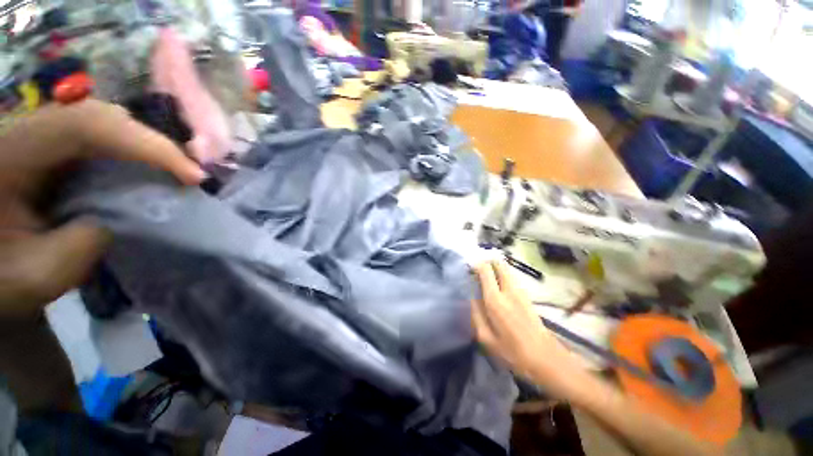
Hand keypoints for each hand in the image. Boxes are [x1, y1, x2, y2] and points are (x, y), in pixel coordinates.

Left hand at [0, 100, 204, 316]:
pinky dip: (130, 154)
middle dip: (151, 144)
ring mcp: (38, 136)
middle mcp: (24, 130)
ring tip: (175, 174)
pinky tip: (146, 174)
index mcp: (8, 152)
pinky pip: (98, 140)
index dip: (144, 144)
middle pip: (99, 117)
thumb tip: (135, 215)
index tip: (192, 176)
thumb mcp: (38, 274)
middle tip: (190, 175)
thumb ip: (85, 242)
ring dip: (144, 148)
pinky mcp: (49, 149)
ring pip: (102, 124)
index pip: (85, 126)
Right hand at [472, 260, 595, 398]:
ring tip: (486, 277)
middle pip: (499, 264)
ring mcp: (520, 291)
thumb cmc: (512, 352)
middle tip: (478, 270)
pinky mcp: (527, 296)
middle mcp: (508, 290)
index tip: (469, 269)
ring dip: (495, 268)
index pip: (485, 270)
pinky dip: (503, 275)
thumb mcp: (486, 338)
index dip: (476, 265)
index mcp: (495, 300)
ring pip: (506, 269)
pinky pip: (512, 278)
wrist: (546, 359)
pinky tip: (498, 286)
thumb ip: (476, 314)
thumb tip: (472, 298)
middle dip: (487, 262)